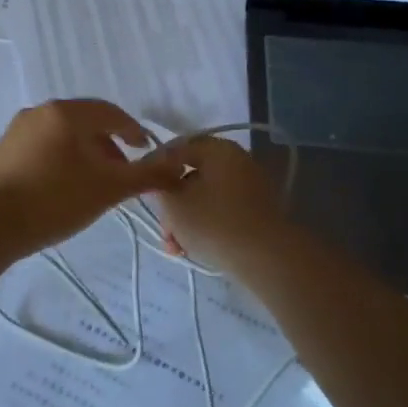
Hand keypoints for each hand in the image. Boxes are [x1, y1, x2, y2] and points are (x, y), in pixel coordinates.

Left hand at [0, 100, 186, 251]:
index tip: (146, 151)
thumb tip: (179, 166)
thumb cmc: (56, 200)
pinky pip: (38, 149)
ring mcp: (14, 131)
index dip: (134, 132)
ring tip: (92, 185)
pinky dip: (57, 161)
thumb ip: (146, 175)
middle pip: (84, 123)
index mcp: (66, 113)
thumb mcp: (109, 189)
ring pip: (60, 136)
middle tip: (120, 174)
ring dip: (82, 154)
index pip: (111, 114)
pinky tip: (59, 190)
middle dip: (107, 145)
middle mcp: (38, 112)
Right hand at [150, 136, 287, 274]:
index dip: (154, 168)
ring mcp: (250, 186)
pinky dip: (204, 226)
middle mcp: (236, 160)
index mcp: (218, 149)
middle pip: (191, 177)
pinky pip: (221, 211)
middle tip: (164, 229)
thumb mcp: (174, 203)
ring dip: (185, 220)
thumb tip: (160, 178)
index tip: (142, 189)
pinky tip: (191, 249)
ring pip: (204, 198)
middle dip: (172, 205)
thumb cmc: (213, 222)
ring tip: (175, 247)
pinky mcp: (256, 211)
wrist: (265, 257)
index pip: (177, 149)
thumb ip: (159, 185)